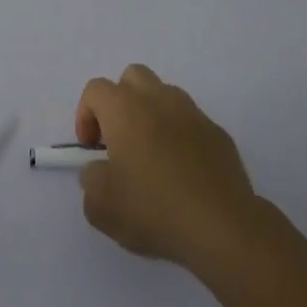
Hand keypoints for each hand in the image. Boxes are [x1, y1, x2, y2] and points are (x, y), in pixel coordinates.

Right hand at [75, 65, 261, 272]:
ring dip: (151, 115)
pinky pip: (191, 123)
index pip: (95, 90)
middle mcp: (159, 100)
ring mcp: (193, 114)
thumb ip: (91, 179)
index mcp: (124, 109)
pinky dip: (180, 136)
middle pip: (132, 78)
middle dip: (119, 102)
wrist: (221, 228)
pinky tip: (182, 172)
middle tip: (118, 140)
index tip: (90, 149)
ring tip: (151, 155)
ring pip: (165, 96)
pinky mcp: (219, 134)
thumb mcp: (100, 206)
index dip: (85, 115)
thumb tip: (100, 169)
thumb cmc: (153, 210)